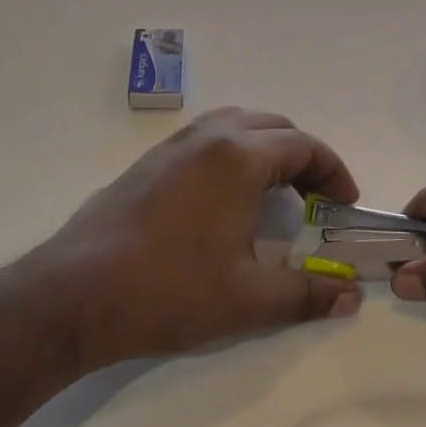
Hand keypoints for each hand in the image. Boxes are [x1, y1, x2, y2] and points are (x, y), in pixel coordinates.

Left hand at [20, 107, 362, 372]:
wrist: (73, 295)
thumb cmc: (169, 291)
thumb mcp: (249, 300)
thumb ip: (308, 294)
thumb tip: (351, 295)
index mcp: (239, 156)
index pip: (304, 146)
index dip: (333, 173)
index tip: (344, 206)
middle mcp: (208, 137)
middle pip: (273, 128)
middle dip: (303, 158)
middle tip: (315, 200)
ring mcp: (173, 146)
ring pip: (236, 126)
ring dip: (266, 151)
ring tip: (275, 195)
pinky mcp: (148, 162)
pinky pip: (206, 140)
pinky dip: (233, 155)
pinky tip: (225, 201)